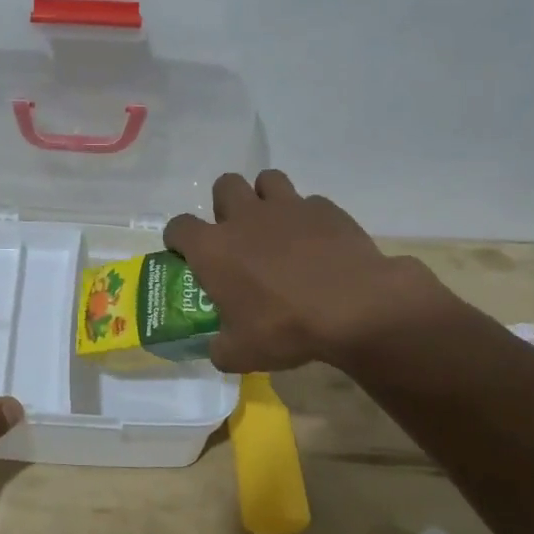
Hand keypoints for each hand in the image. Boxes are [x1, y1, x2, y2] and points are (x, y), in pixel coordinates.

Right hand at [163, 170, 457, 372]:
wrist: (355, 308)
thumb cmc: (285, 328)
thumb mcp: (241, 353)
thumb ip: (221, 348)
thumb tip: (219, 349)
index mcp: (213, 248)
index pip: (179, 227)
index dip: (178, 239)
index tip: (185, 254)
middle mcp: (244, 217)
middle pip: (224, 185)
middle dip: (225, 205)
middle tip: (237, 235)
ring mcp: (287, 207)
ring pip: (267, 180)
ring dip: (265, 198)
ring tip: (275, 227)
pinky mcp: (325, 209)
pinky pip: (309, 203)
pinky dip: (308, 219)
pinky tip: (317, 244)